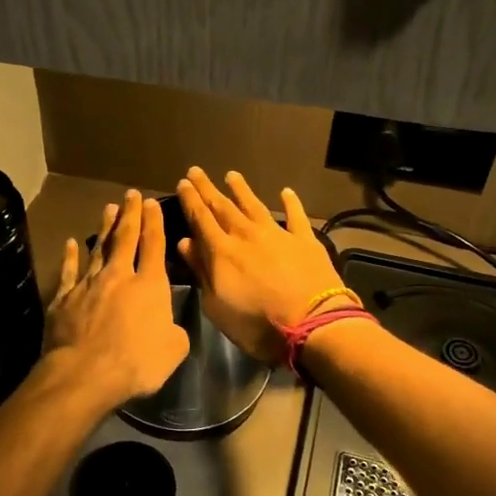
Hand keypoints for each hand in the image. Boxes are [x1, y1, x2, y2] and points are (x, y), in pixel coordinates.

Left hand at [43, 190, 189, 408]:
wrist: (85, 373)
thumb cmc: (136, 362)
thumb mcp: (173, 350)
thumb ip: (175, 331)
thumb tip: (170, 326)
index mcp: (149, 285)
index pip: (153, 245)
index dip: (154, 223)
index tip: (152, 203)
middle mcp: (118, 276)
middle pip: (125, 238)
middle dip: (130, 214)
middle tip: (131, 195)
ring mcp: (88, 284)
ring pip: (98, 248)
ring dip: (104, 228)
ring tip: (108, 208)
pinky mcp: (64, 298)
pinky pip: (69, 271)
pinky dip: (70, 256)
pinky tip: (70, 244)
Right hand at [175, 168, 345, 363]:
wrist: (312, 324)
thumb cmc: (257, 323)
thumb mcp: (216, 305)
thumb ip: (201, 271)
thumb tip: (186, 242)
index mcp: (221, 251)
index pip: (201, 219)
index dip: (190, 200)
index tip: (182, 183)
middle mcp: (246, 235)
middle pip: (223, 206)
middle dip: (208, 189)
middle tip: (196, 172)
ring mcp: (277, 234)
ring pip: (254, 205)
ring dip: (241, 190)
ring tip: (232, 175)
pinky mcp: (304, 241)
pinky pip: (295, 216)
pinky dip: (290, 203)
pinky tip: (286, 192)